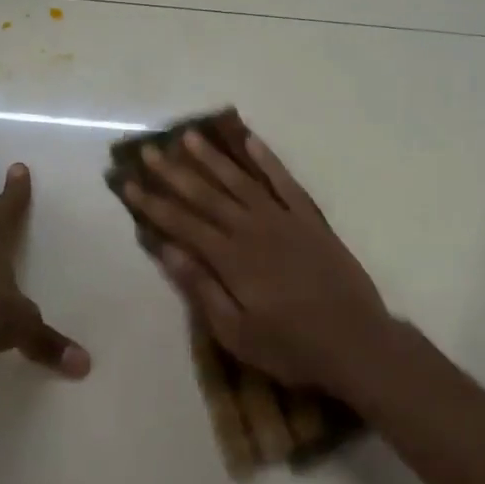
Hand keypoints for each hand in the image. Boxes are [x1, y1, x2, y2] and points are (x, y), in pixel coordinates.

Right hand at [123, 130, 390, 392]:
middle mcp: (253, 229)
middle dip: (173, 172)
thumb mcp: (236, 332)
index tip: (127, 183)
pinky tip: (250, 140)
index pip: (182, 223)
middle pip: (206, 195)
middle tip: (148, 150)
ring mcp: (284, 220)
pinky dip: (267, 160)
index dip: (152, 203)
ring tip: (188, 136)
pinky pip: (285, 182)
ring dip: (213, 157)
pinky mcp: (310, 220)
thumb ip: (201, 288)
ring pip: (241, 180)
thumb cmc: (290, 347)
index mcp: (231, 259)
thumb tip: (167, 249)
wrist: (357, 342)